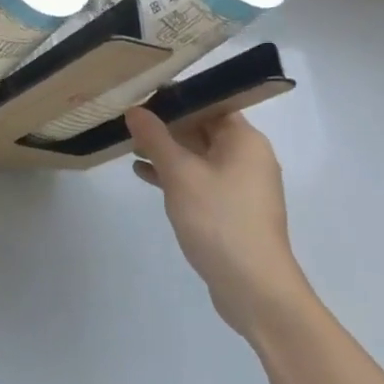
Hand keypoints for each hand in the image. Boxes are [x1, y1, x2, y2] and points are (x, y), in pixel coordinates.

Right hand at [125, 107, 313, 342]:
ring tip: (129, 145)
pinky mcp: (231, 210)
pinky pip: (199, 179)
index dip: (176, 96)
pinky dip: (174, 175)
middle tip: (128, 119)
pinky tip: (143, 175)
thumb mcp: (179, 174)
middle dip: (166, 125)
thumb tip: (135, 110)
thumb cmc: (219, 220)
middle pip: (203, 128)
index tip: (142, 93)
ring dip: (166, 150)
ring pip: (198, 155)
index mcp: (244, 140)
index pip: (210, 103)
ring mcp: (241, 186)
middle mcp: (247, 157)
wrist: (254, 289)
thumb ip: (155, 138)